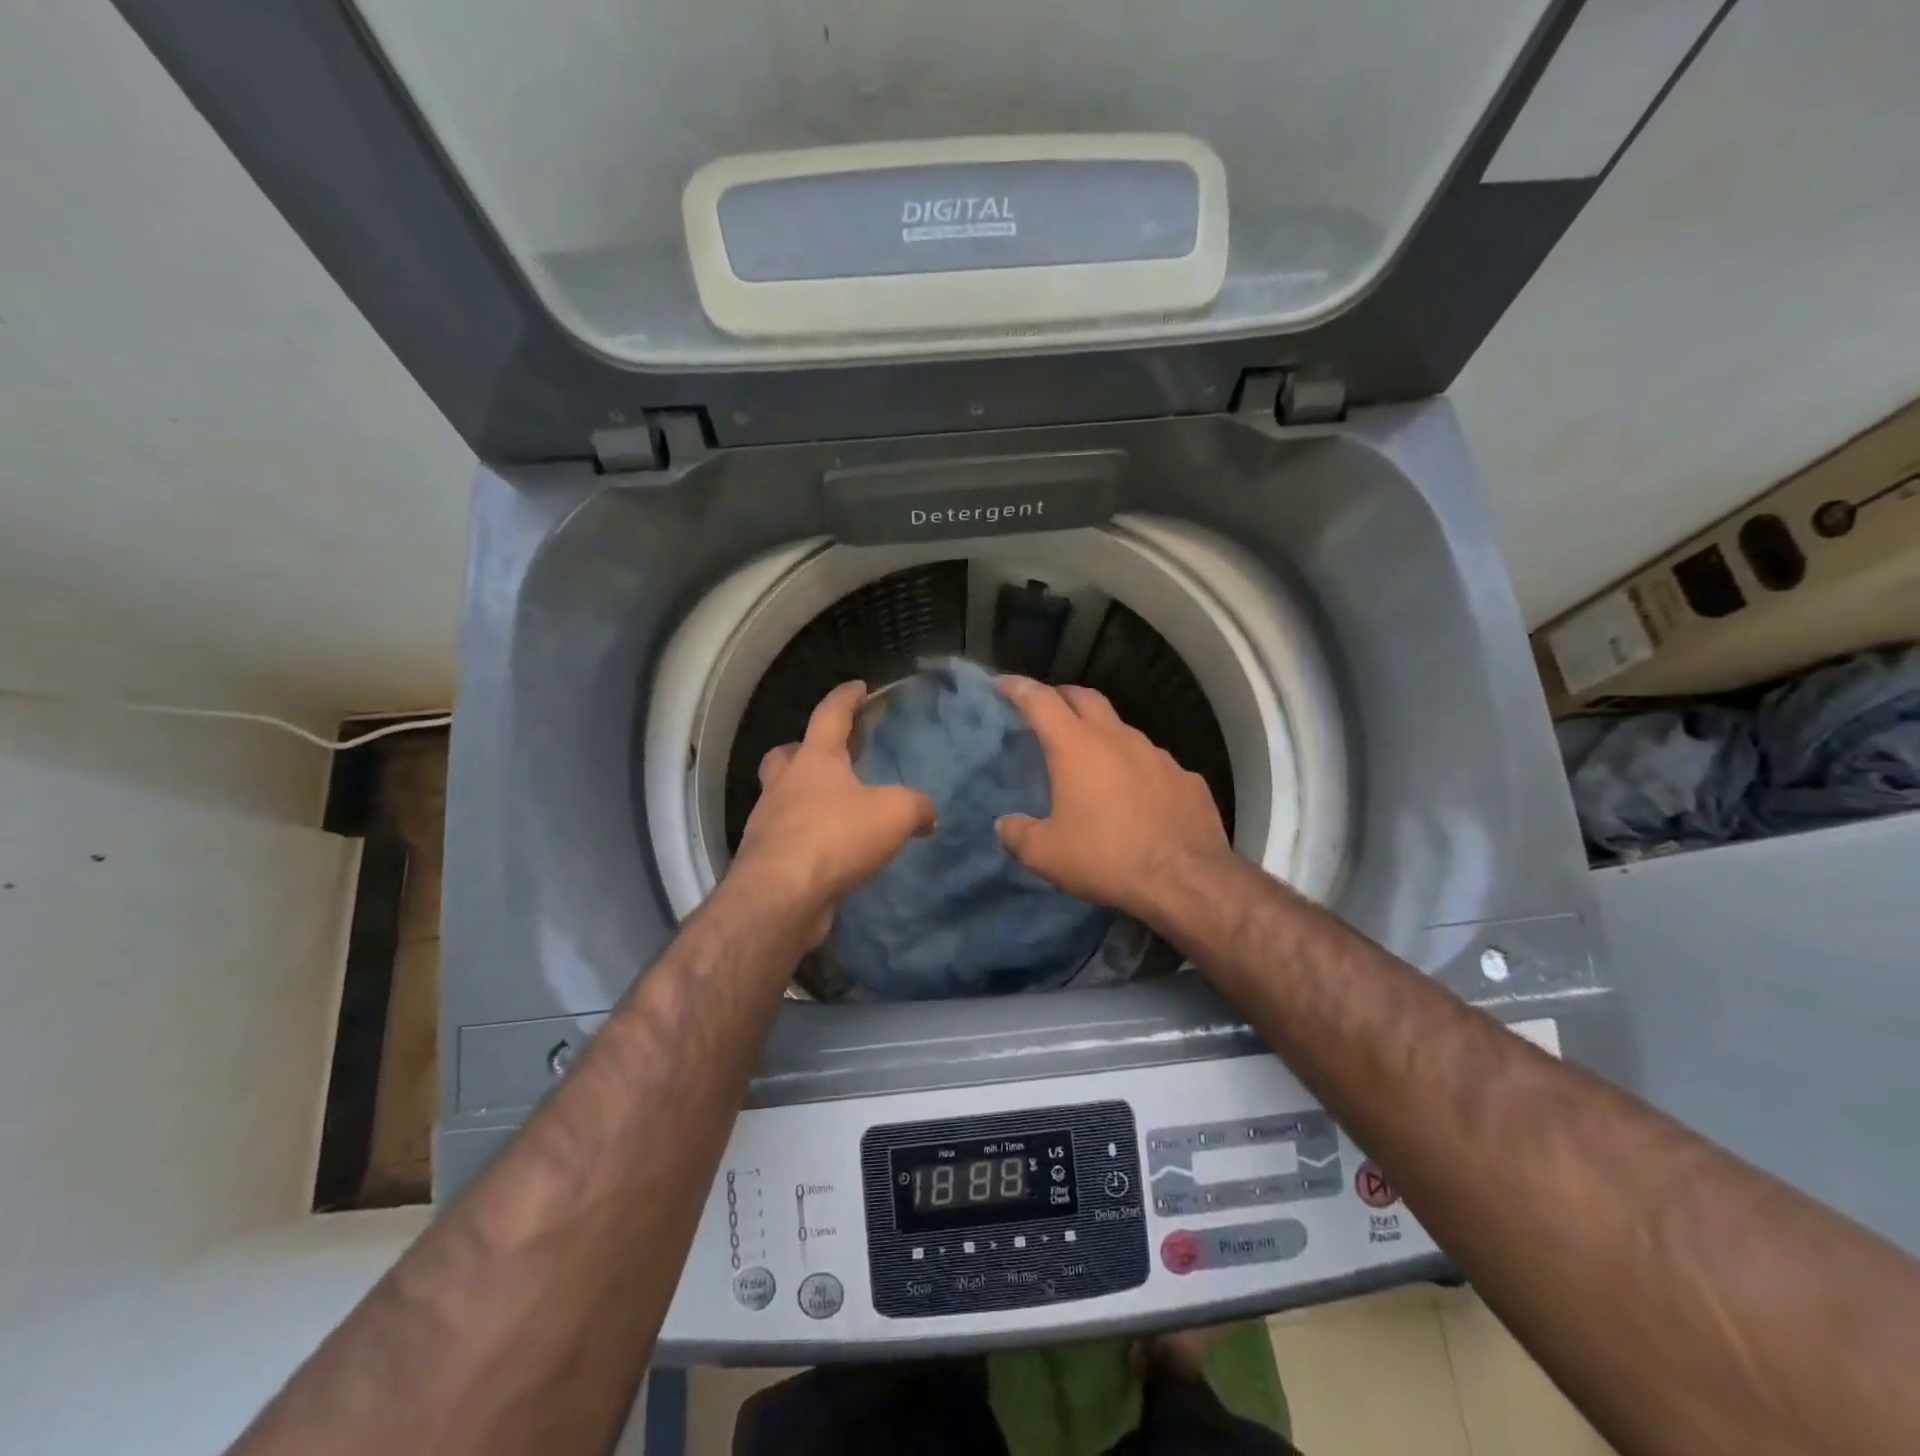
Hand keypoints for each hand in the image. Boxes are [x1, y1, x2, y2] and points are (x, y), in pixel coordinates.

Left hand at [731, 681, 935, 943]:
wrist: (781, 896)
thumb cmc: (835, 837)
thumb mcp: (894, 814)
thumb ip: (916, 806)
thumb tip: (927, 815)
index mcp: (815, 760)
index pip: (830, 715)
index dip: (846, 698)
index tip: (858, 687)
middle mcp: (784, 784)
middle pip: (786, 755)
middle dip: (803, 750)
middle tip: (827, 757)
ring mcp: (768, 822)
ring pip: (781, 797)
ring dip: (802, 797)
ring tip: (834, 811)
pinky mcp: (765, 859)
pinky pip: (786, 837)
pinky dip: (804, 838)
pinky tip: (828, 852)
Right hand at [994, 677, 1233, 921]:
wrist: (1186, 879)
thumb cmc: (1106, 858)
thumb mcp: (1046, 854)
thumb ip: (1018, 835)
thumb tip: (1005, 825)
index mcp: (1076, 746)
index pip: (1040, 700)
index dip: (1017, 688)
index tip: (1001, 684)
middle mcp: (1117, 738)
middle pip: (1084, 697)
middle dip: (1060, 696)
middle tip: (1044, 710)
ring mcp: (1156, 754)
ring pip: (1121, 728)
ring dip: (1100, 732)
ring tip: (1089, 757)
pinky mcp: (1185, 776)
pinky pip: (1151, 761)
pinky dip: (1134, 766)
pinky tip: (1133, 793)